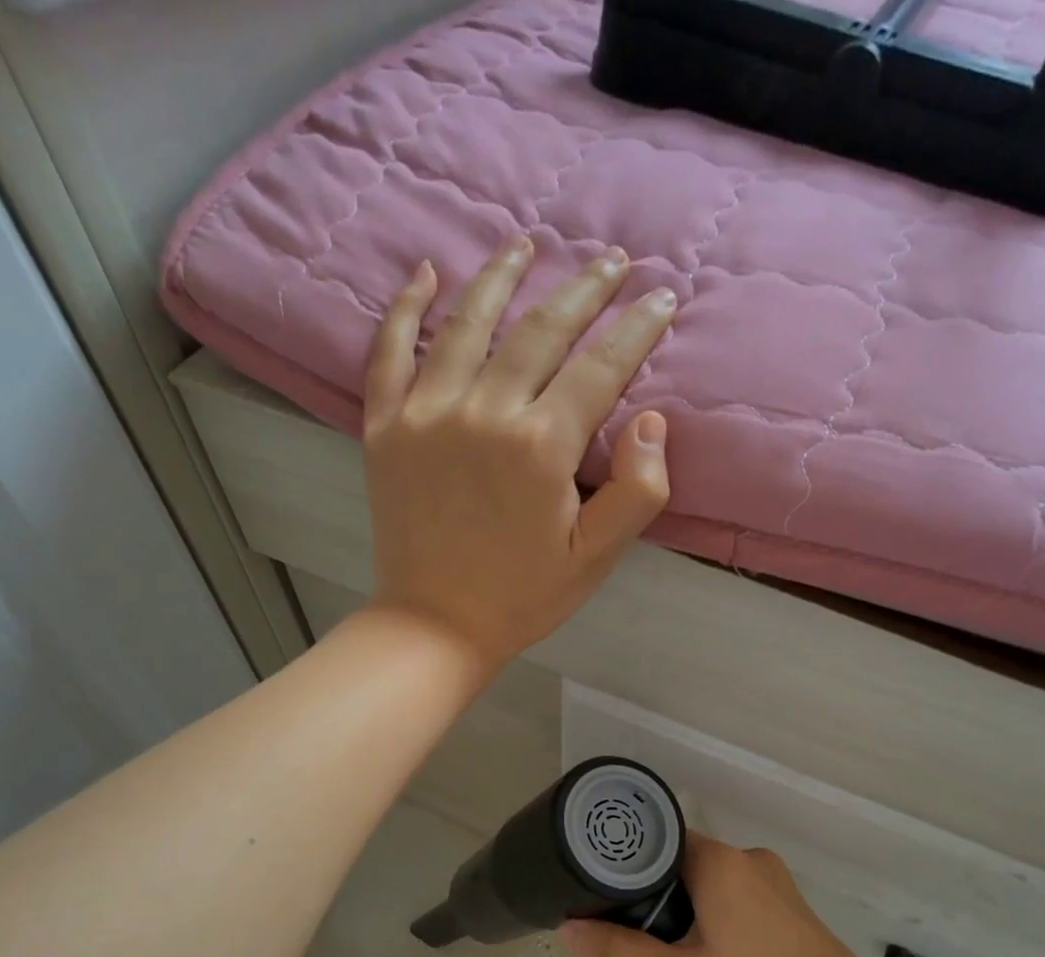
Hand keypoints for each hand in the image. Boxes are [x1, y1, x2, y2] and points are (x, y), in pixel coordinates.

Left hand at [361, 237, 677, 670]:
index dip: (636, 329)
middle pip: (541, 330)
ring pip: (468, 322)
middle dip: (583, 290)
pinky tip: (425, 274)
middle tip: (610, 260)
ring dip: (502, 276)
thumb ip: (637, 491)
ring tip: (526, 244)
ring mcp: (426, 414)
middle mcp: (484, 412)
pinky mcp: (384, 427)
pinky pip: (389, 352)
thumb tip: (652, 420)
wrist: (436, 624)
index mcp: (541, 447)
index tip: (660, 297)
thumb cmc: (522, 596)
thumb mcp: (595, 559)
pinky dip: (405, 309)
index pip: (600, 368)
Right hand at [557, 835, 897, 956]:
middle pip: (681, 862)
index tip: (598, 891)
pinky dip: (711, 916)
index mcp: (720, 861)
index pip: (657, 841)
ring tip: (662, 950)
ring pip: (709, 882)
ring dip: (682, 909)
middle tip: (626, 934)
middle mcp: (748, 858)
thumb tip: (566, 929)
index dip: (624, 865)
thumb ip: (618, 952)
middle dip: (652, 894)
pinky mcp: (790, 907)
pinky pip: (735, 897)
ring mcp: (774, 881)